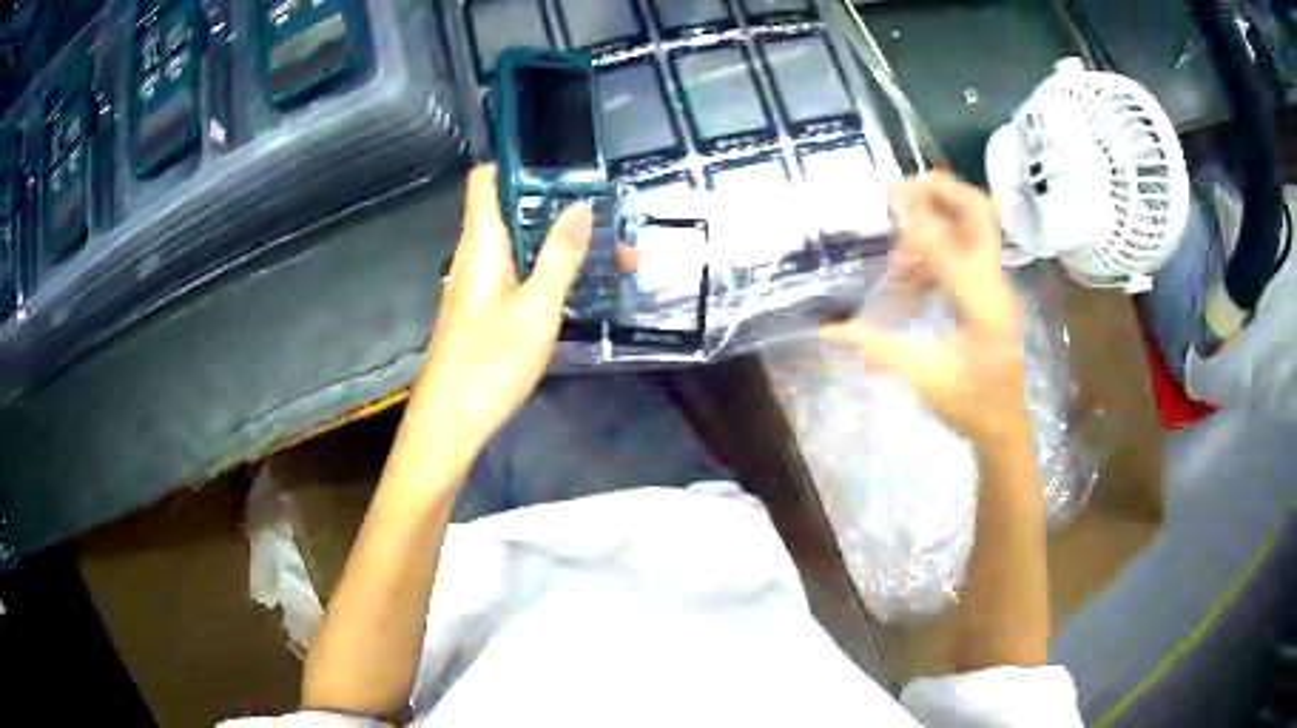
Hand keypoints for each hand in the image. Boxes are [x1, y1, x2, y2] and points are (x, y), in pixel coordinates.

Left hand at [414, 165, 591, 449]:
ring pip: (521, 246)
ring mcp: (478, 285)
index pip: (486, 180)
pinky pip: (518, 274)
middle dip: (562, 211)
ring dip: (562, 245)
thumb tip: (580, 207)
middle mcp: (475, 255)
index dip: (518, 164)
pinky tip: (582, 289)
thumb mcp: (537, 308)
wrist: (450, 424)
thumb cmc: (489, 363)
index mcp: (481, 242)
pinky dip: (549, 272)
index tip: (564, 165)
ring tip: (615, 257)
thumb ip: (560, 256)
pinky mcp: (484, 311)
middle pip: (514, 212)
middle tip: (612, 222)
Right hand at [822, 172, 1026, 445]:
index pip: (948, 247)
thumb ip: (880, 351)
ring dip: (939, 216)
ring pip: (975, 228)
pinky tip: (912, 269)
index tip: (887, 197)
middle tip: (903, 186)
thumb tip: (830, 330)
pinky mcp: (992, 292)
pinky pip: (968, 252)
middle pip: (979, 215)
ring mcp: (997, 286)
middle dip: (943, 191)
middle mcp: (995, 284)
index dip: (916, 221)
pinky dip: (940, 245)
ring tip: (899, 224)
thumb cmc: (972, 407)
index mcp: (982, 305)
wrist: (1009, 426)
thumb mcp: (926, 383)